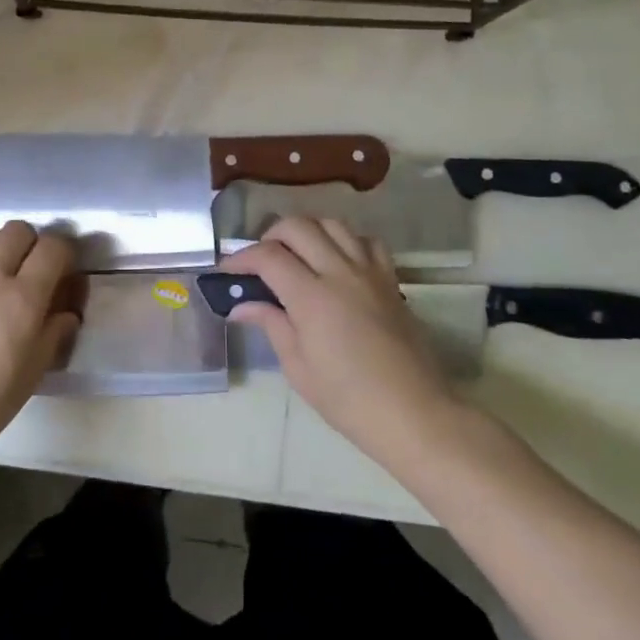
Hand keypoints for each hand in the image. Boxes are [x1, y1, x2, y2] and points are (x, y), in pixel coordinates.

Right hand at [222, 217, 456, 470]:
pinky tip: (338, 261)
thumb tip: (241, 306)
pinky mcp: (390, 280)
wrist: (413, 414)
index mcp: (312, 297)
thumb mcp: (298, 368)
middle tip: (260, 261)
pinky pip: (367, 242)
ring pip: (333, 225)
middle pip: (298, 227)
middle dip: (271, 236)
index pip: (268, 257)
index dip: (241, 259)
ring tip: (297, 255)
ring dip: (308, 231)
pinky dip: (346, 241)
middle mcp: (340, 273)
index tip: (227, 272)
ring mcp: (369, 273)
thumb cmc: (348, 399)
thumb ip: (271, 325)